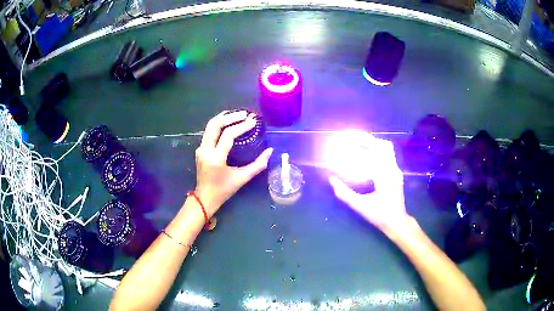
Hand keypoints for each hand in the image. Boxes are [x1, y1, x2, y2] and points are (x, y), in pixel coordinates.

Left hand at [195, 110, 272, 216]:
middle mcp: (205, 150)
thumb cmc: (224, 190)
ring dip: (223, 118)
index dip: (241, 126)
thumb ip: (258, 165)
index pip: (228, 135)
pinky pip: (209, 132)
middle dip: (230, 117)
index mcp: (216, 159)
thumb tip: (270, 151)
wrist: (204, 197)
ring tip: (237, 114)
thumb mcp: (242, 178)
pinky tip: (228, 124)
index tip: (253, 121)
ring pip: (210, 126)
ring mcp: (200, 149)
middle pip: (215, 125)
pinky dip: (219, 125)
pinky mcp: (200, 149)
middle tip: (245, 114)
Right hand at [328, 133, 408, 231]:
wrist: (397, 222)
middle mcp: (393, 170)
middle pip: (382, 145)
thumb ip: (344, 193)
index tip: (345, 141)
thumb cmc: (379, 215)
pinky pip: (387, 155)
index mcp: (385, 177)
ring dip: (372, 143)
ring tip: (357, 143)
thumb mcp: (360, 206)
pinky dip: (376, 150)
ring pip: (386, 148)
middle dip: (366, 139)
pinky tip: (366, 154)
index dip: (358, 145)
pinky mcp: (396, 172)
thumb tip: (331, 179)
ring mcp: (396, 170)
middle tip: (350, 138)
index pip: (372, 154)